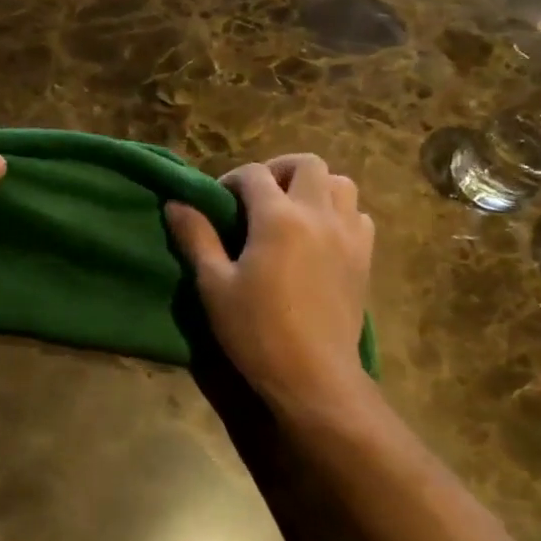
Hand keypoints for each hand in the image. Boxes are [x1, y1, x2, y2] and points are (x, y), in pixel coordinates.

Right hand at [165, 154, 374, 419]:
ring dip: (314, 187)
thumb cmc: (256, 331)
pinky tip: (320, 237)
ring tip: (292, 211)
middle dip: (278, 170)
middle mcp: (318, 215)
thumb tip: (176, 203)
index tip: (218, 203)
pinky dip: (340, 213)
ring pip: (341, 184)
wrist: (313, 376)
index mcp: (278, 218)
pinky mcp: (364, 258)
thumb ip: (196, 237)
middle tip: (258, 197)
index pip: (254, 174)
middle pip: (307, 164)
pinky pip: (359, 215)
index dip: (231, 180)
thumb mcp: (214, 284)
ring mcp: (347, 235)